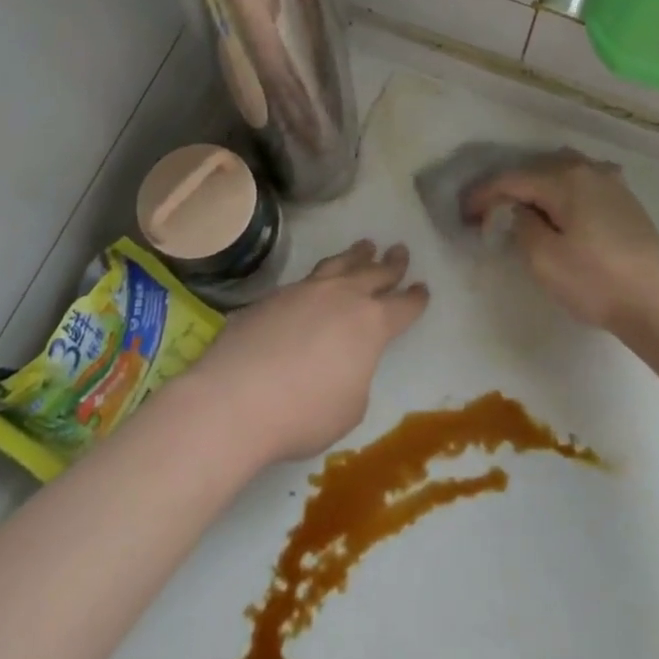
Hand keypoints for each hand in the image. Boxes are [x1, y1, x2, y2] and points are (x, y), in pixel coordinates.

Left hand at [185, 239, 428, 463]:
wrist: (235, 399)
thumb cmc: (304, 413)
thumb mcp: (349, 406)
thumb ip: (355, 376)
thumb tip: (342, 361)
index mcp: (371, 324)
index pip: (402, 307)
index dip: (415, 299)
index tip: (423, 288)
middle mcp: (341, 297)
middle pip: (373, 273)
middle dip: (390, 264)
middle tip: (400, 251)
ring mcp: (303, 292)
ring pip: (338, 265)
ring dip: (355, 255)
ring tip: (364, 246)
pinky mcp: (270, 297)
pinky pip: (303, 281)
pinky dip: (318, 278)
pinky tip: (314, 284)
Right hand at [463, 149, 658, 331]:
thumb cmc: (596, 281)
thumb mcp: (544, 258)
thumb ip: (522, 225)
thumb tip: (520, 211)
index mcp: (564, 179)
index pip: (512, 179)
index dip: (483, 194)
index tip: (464, 213)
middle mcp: (588, 170)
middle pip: (537, 169)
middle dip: (510, 188)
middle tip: (489, 212)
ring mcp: (611, 183)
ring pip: (562, 173)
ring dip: (537, 188)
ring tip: (522, 210)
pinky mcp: (625, 201)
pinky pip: (583, 185)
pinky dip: (562, 194)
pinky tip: (560, 212)